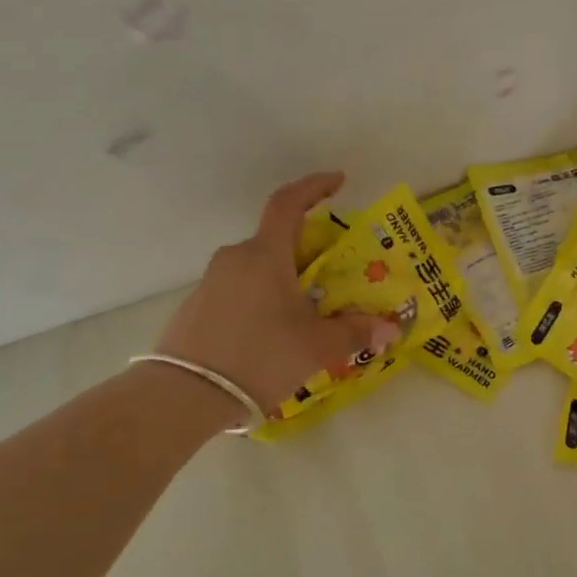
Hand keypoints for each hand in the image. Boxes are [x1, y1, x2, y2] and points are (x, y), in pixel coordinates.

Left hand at [153, 172, 401, 421]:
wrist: (185, 394)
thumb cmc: (260, 356)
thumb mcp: (316, 346)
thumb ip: (355, 332)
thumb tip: (391, 328)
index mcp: (265, 254)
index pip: (289, 203)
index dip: (315, 187)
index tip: (338, 181)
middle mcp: (236, 258)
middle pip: (277, 241)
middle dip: (308, 252)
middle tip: (334, 276)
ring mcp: (211, 282)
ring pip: (258, 269)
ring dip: (285, 281)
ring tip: (308, 314)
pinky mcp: (197, 307)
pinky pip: (240, 292)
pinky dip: (262, 301)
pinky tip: (274, 336)